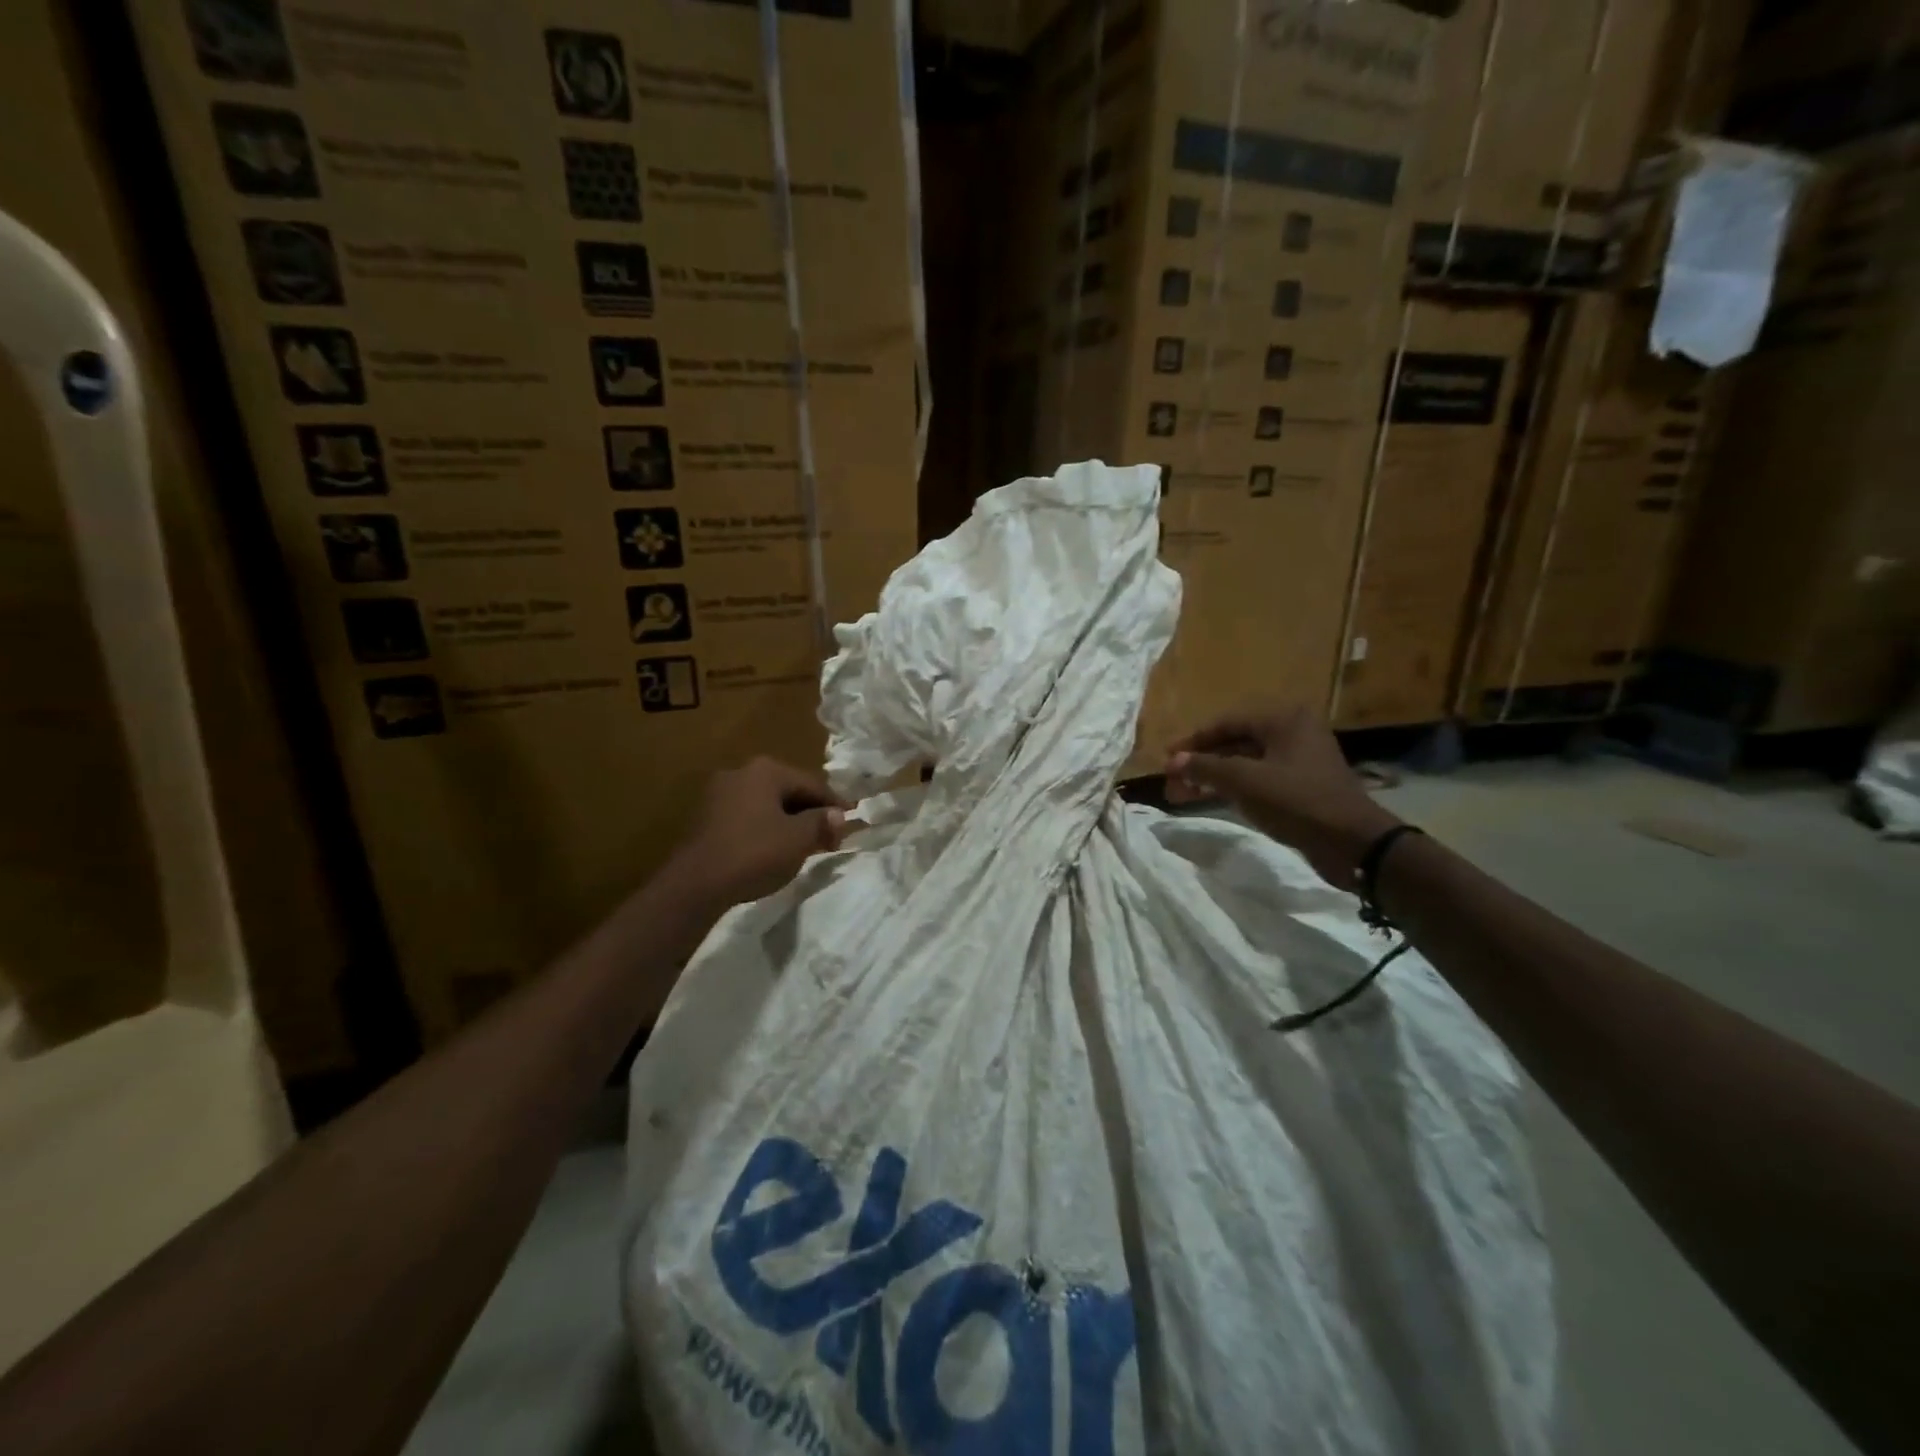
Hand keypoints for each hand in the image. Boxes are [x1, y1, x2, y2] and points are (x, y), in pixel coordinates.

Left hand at [670, 757, 849, 909]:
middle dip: (812, 813)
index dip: (835, 805)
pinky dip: (767, 828)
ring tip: (806, 845)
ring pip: (768, 804)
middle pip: (789, 791)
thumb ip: (822, 823)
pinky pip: (749, 816)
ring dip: (790, 822)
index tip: (851, 823)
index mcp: (766, 771)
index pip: (812, 784)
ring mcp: (720, 793)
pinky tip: (775, 849)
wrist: (695, 884)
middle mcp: (742, 772)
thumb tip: (839, 815)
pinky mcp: (707, 816)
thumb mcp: (798, 839)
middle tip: (830, 838)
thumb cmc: (753, 853)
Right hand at [1165, 706, 1399, 886]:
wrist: (1353, 843)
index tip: (1166, 758)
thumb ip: (1206, 768)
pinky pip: (1258, 779)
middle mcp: (1293, 732)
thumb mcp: (1246, 781)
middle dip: (1200, 763)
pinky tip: (1212, 799)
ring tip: (1182, 794)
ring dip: (1213, 777)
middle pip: (1234, 742)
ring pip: (1244, 763)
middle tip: (1171, 781)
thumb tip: (1173, 761)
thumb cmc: (1298, 801)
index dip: (1192, 741)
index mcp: (1284, 719)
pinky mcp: (1302, 786)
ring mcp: (1299, 760)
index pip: (1226, 722)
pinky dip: (1233, 787)